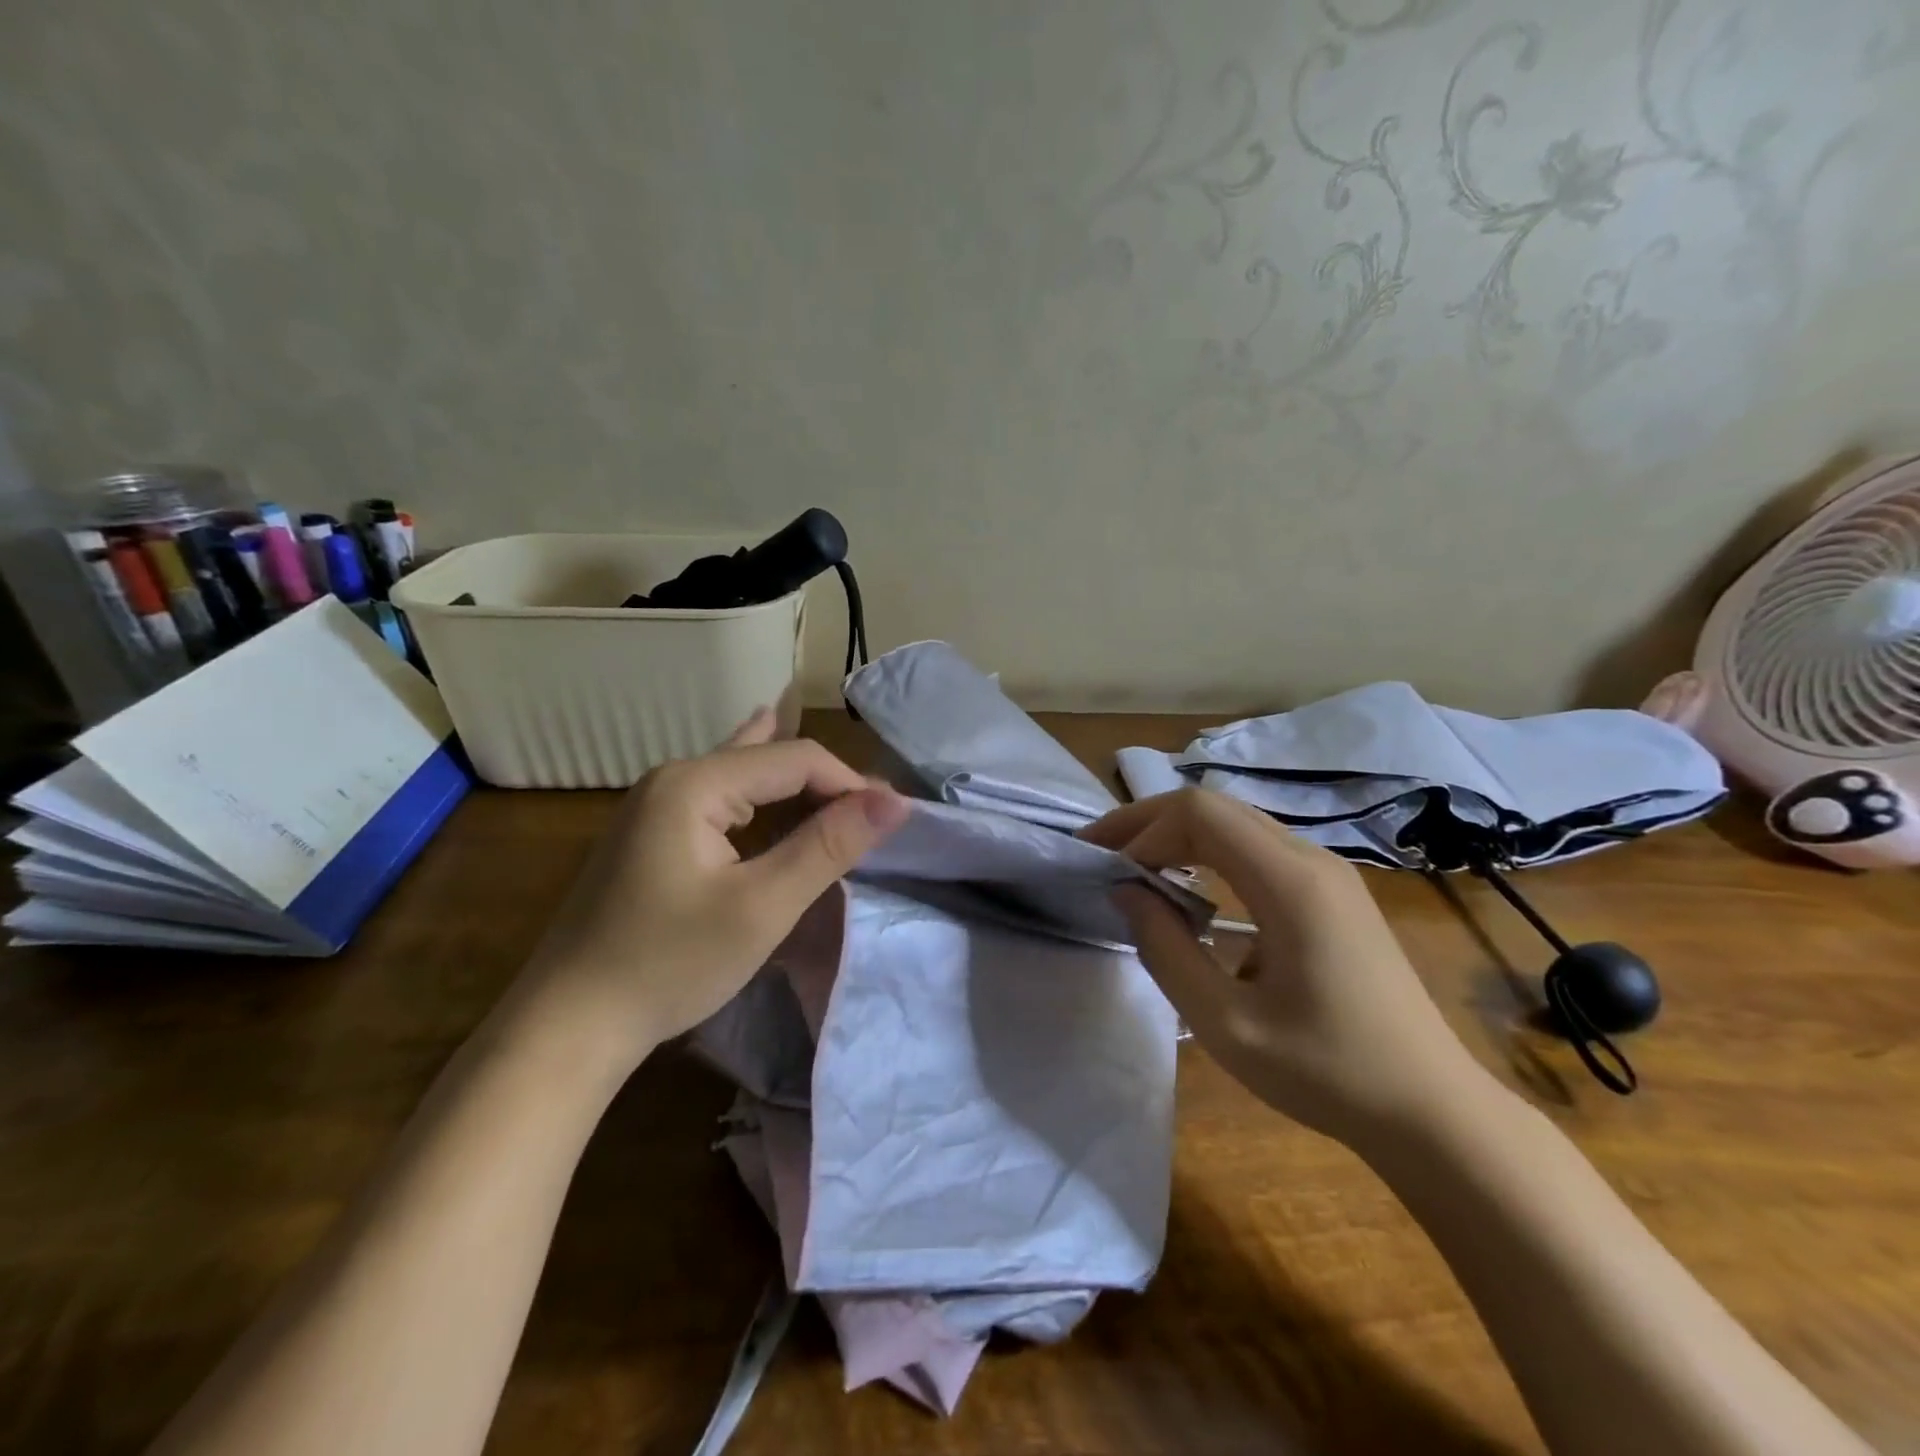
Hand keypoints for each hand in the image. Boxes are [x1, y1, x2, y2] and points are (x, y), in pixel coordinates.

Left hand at [502, 709, 909, 1076]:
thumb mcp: (762, 906)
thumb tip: (894, 801)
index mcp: (694, 783)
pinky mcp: (649, 836)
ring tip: (839, 786)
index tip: (890, 823)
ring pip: (743, 778)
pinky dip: (759, 801)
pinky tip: (765, 784)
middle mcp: (672, 779)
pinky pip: (720, 802)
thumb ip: (828, 846)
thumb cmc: (669, 964)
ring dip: (794, 790)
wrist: (566, 1026)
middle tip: (874, 818)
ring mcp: (654, 806)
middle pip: (768, 761)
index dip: (850, 784)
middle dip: (825, 785)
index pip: (795, 759)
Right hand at [1082, 789, 1491, 1146]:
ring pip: (1236, 822)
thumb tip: (1126, 891)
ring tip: (1134, 866)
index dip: (1141, 829)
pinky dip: (1209, 854)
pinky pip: (1257, 848)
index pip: (1199, 813)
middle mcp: (1311, 859)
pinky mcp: (1333, 893)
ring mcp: (1328, 873)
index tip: (1105, 868)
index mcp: (1291, 882)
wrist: (1432, 1110)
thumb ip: (1166, 949)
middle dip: (1150, 822)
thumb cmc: (1327, 1071)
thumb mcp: (1226, 1023)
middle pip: (1214, 806)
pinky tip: (1189, 888)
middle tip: (1101, 853)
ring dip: (1178, 835)